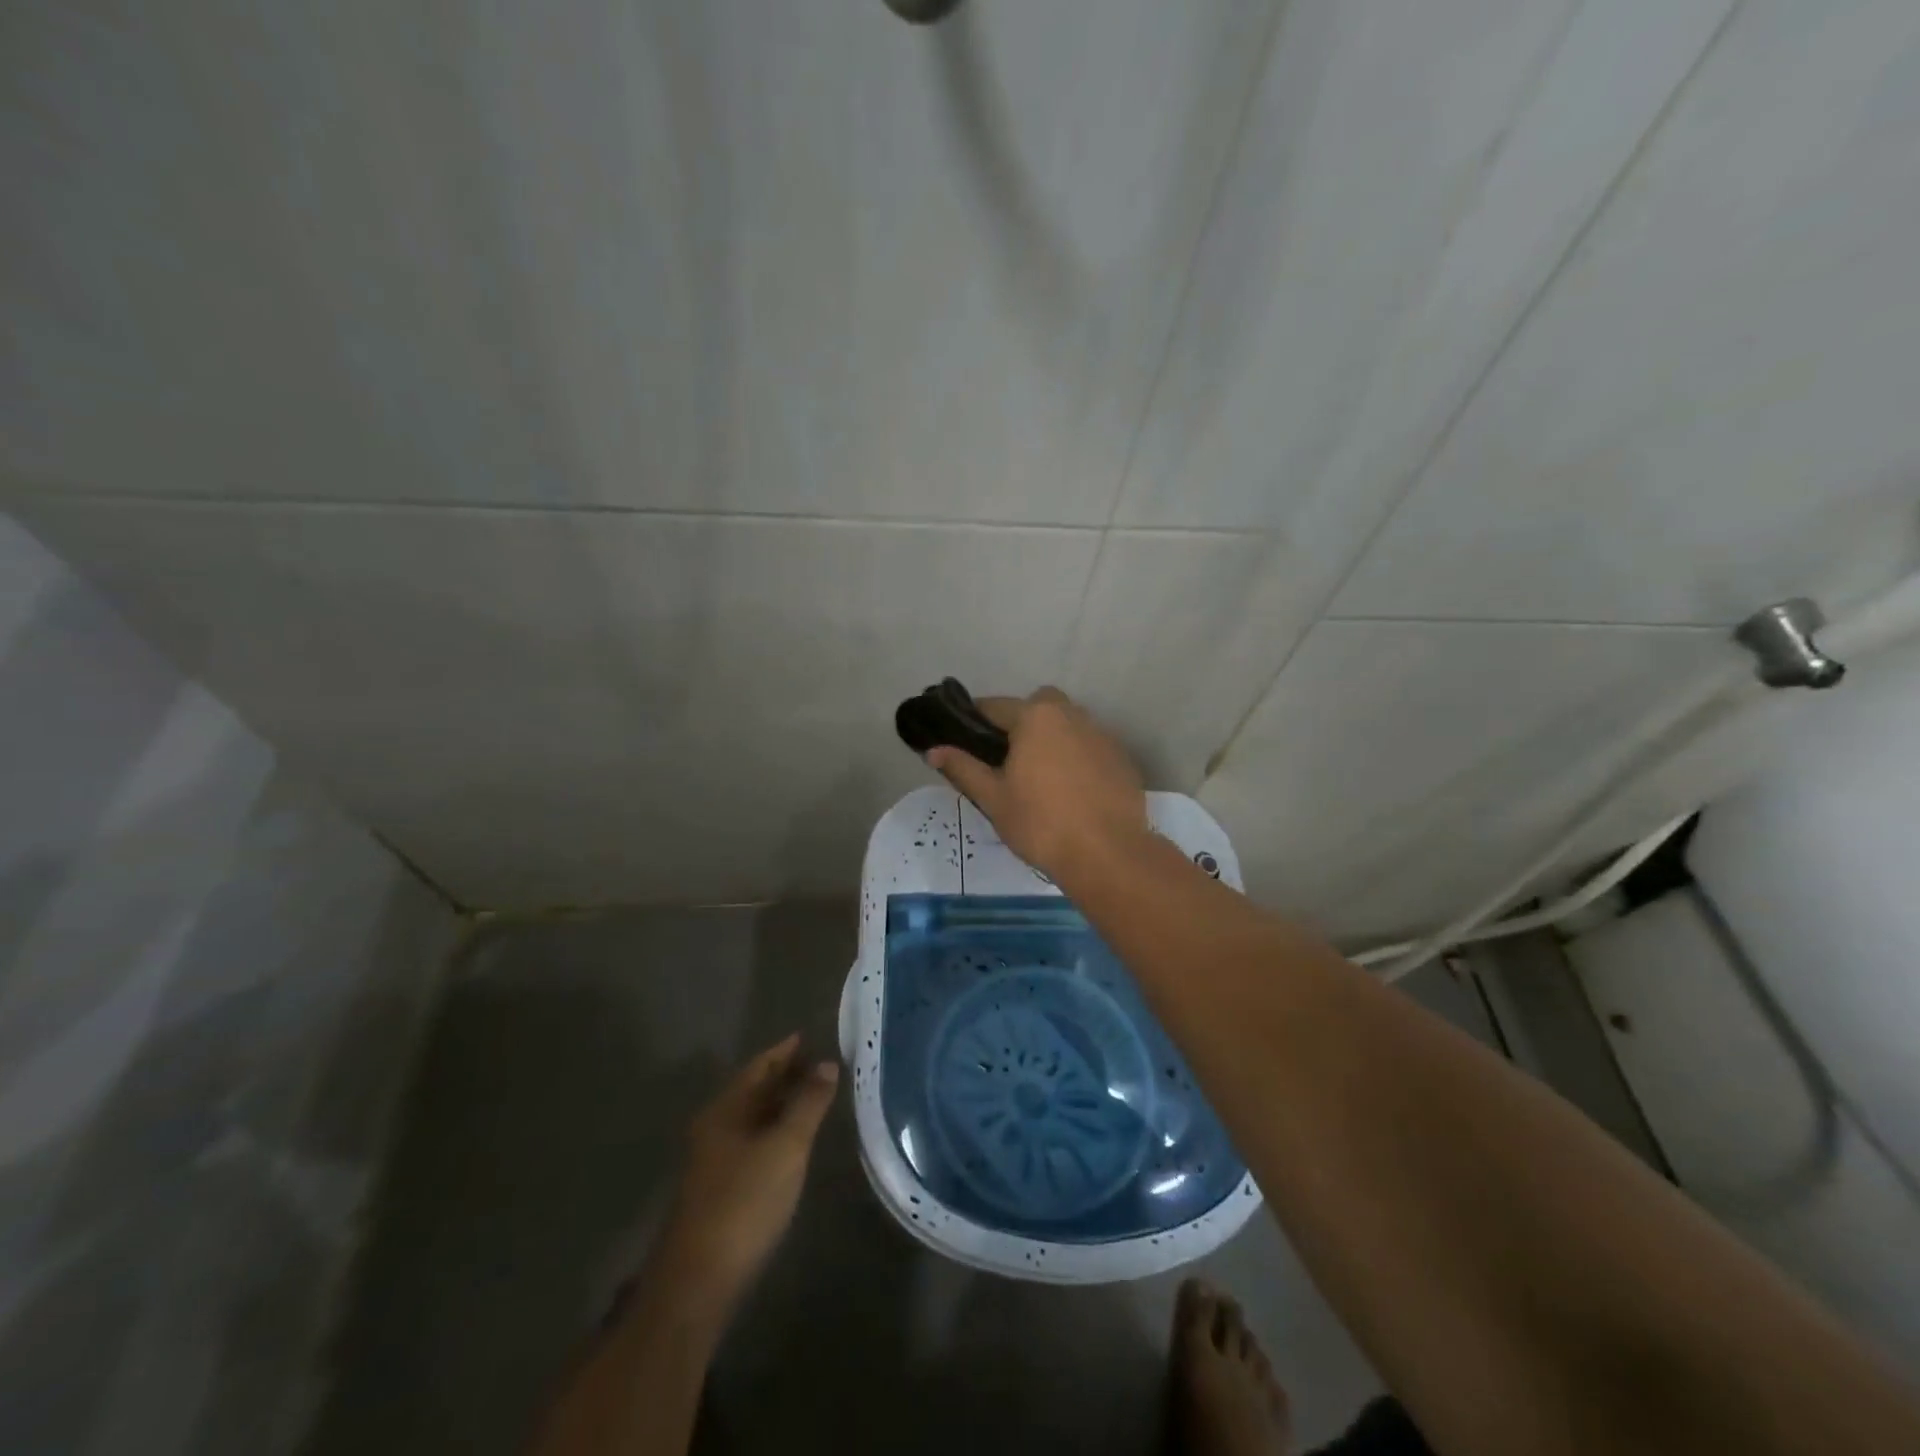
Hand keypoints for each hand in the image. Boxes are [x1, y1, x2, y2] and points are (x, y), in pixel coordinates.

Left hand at [656, 1034, 839, 1309]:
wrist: (698, 1282)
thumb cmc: (744, 1202)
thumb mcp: (786, 1147)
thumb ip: (808, 1104)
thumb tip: (827, 1064)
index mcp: (725, 1109)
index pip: (759, 1066)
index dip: (785, 1050)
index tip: (809, 1036)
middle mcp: (715, 1127)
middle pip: (754, 1090)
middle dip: (785, 1075)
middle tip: (820, 1064)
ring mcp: (713, 1160)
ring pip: (752, 1117)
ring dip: (781, 1103)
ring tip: (814, 1096)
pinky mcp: (719, 1189)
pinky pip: (752, 1142)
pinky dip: (774, 1129)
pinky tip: (792, 1141)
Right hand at [925, 686, 1149, 882]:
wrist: (1107, 855)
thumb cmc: (1040, 824)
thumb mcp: (993, 798)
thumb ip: (963, 768)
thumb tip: (933, 750)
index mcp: (1035, 718)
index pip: (995, 706)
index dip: (975, 721)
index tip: (964, 740)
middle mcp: (1071, 715)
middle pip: (1038, 705)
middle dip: (1021, 722)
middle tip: (1009, 760)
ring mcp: (1102, 735)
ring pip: (1068, 725)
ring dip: (1051, 739)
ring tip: (1040, 779)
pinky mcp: (1122, 759)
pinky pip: (1090, 748)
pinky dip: (1077, 759)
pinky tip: (1072, 793)